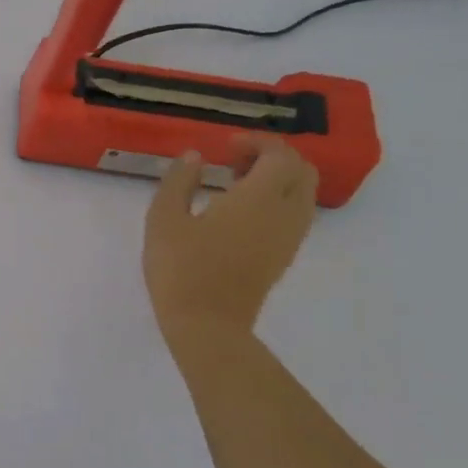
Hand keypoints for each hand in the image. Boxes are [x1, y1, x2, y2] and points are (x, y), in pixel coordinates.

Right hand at [144, 136, 316, 335]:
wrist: (207, 325)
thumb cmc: (181, 268)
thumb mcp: (164, 218)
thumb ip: (179, 181)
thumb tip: (195, 157)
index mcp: (259, 198)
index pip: (279, 155)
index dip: (257, 142)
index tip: (225, 146)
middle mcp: (285, 214)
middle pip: (302, 171)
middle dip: (273, 157)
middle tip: (234, 161)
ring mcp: (289, 238)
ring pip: (303, 194)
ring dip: (278, 180)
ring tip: (235, 185)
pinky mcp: (283, 257)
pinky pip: (295, 216)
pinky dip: (277, 202)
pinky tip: (240, 213)